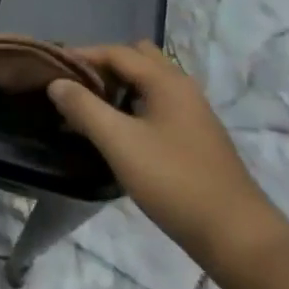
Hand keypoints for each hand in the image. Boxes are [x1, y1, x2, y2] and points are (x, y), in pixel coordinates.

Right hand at [47, 42, 288, 272]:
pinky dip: (133, 107)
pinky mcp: (196, 138)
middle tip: (75, 85)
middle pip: (136, 59)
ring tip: (89, 109)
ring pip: (148, 84)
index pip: (116, 52)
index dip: (81, 54)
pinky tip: (118, 134)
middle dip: (103, 66)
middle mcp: (182, 87)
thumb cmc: (174, 181)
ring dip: (118, 88)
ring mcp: (192, 113)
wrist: (237, 236)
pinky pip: (157, 105)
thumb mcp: (120, 143)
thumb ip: (84, 108)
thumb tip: (57, 83)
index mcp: (166, 80)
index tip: (51, 66)